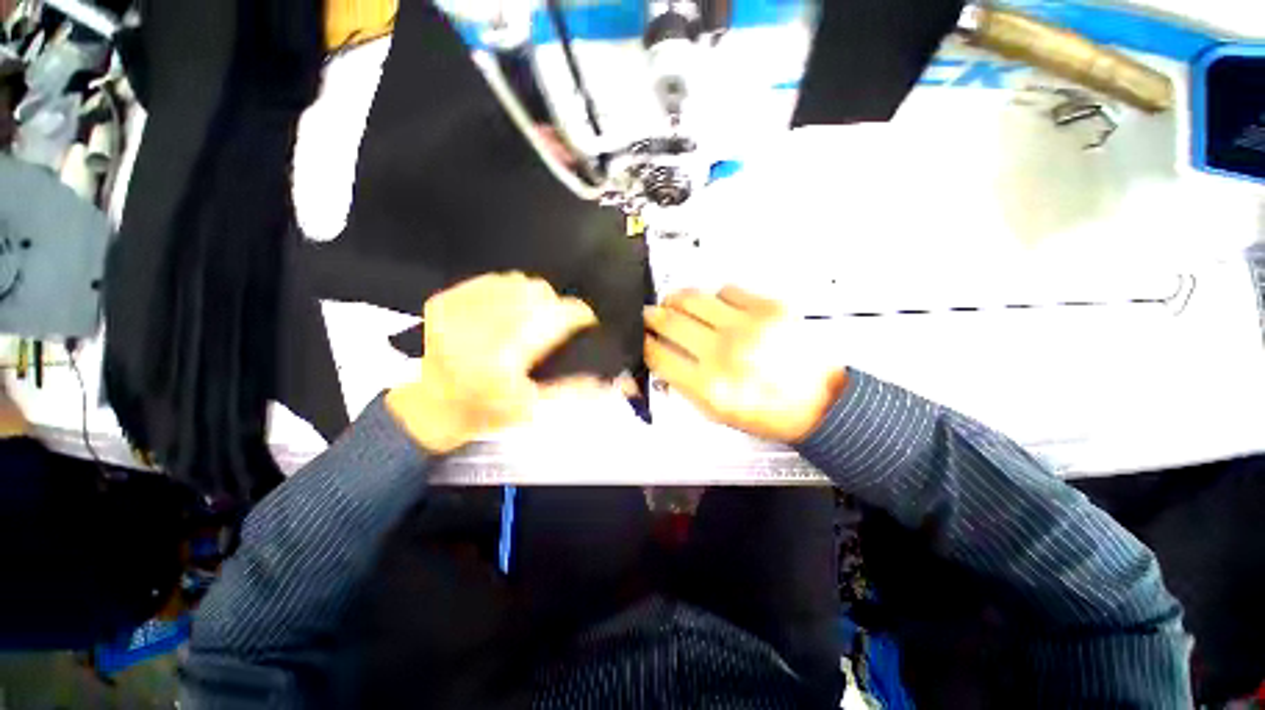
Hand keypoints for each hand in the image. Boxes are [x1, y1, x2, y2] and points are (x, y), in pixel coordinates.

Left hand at [387, 273, 601, 452]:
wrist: (429, 406)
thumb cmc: (485, 412)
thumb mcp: (533, 407)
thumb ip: (575, 388)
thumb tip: (612, 379)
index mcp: (507, 356)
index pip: (558, 317)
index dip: (580, 316)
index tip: (585, 324)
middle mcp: (483, 325)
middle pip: (539, 292)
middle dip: (555, 306)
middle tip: (553, 326)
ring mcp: (460, 307)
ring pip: (517, 280)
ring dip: (532, 297)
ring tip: (528, 319)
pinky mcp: (445, 299)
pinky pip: (492, 280)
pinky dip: (507, 291)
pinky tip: (503, 312)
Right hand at [644, 286, 846, 443]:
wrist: (820, 403)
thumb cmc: (767, 414)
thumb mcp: (716, 414)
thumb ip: (683, 385)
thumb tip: (658, 357)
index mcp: (709, 387)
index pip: (658, 355)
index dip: (643, 343)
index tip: (641, 338)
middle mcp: (725, 354)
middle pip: (670, 321)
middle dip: (651, 316)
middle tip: (650, 315)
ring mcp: (748, 326)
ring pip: (692, 297)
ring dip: (676, 299)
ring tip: (674, 303)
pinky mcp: (770, 308)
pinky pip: (726, 289)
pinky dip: (715, 297)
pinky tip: (717, 308)